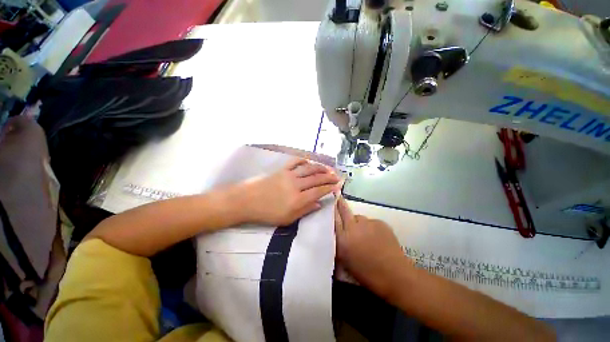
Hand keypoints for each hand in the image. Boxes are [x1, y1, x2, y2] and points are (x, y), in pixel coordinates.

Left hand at [239, 159, 339, 225]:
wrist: (246, 201)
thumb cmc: (266, 213)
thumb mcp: (287, 219)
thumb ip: (305, 210)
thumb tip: (319, 204)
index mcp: (298, 199)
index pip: (319, 191)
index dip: (330, 188)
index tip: (338, 186)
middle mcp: (296, 185)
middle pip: (317, 179)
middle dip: (329, 177)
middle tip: (337, 176)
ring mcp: (289, 175)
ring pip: (309, 169)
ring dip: (320, 168)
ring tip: (328, 168)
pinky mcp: (281, 169)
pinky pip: (295, 162)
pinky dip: (304, 160)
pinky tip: (309, 161)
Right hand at [334, 197, 411, 297]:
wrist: (395, 275)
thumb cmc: (367, 273)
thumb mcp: (346, 261)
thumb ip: (339, 244)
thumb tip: (337, 233)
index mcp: (343, 239)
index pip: (334, 219)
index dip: (332, 210)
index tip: (330, 203)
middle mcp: (353, 227)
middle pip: (345, 211)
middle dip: (341, 204)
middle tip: (339, 199)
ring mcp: (368, 223)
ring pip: (360, 217)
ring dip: (359, 223)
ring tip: (365, 234)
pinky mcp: (380, 222)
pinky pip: (371, 222)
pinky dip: (371, 227)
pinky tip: (376, 237)